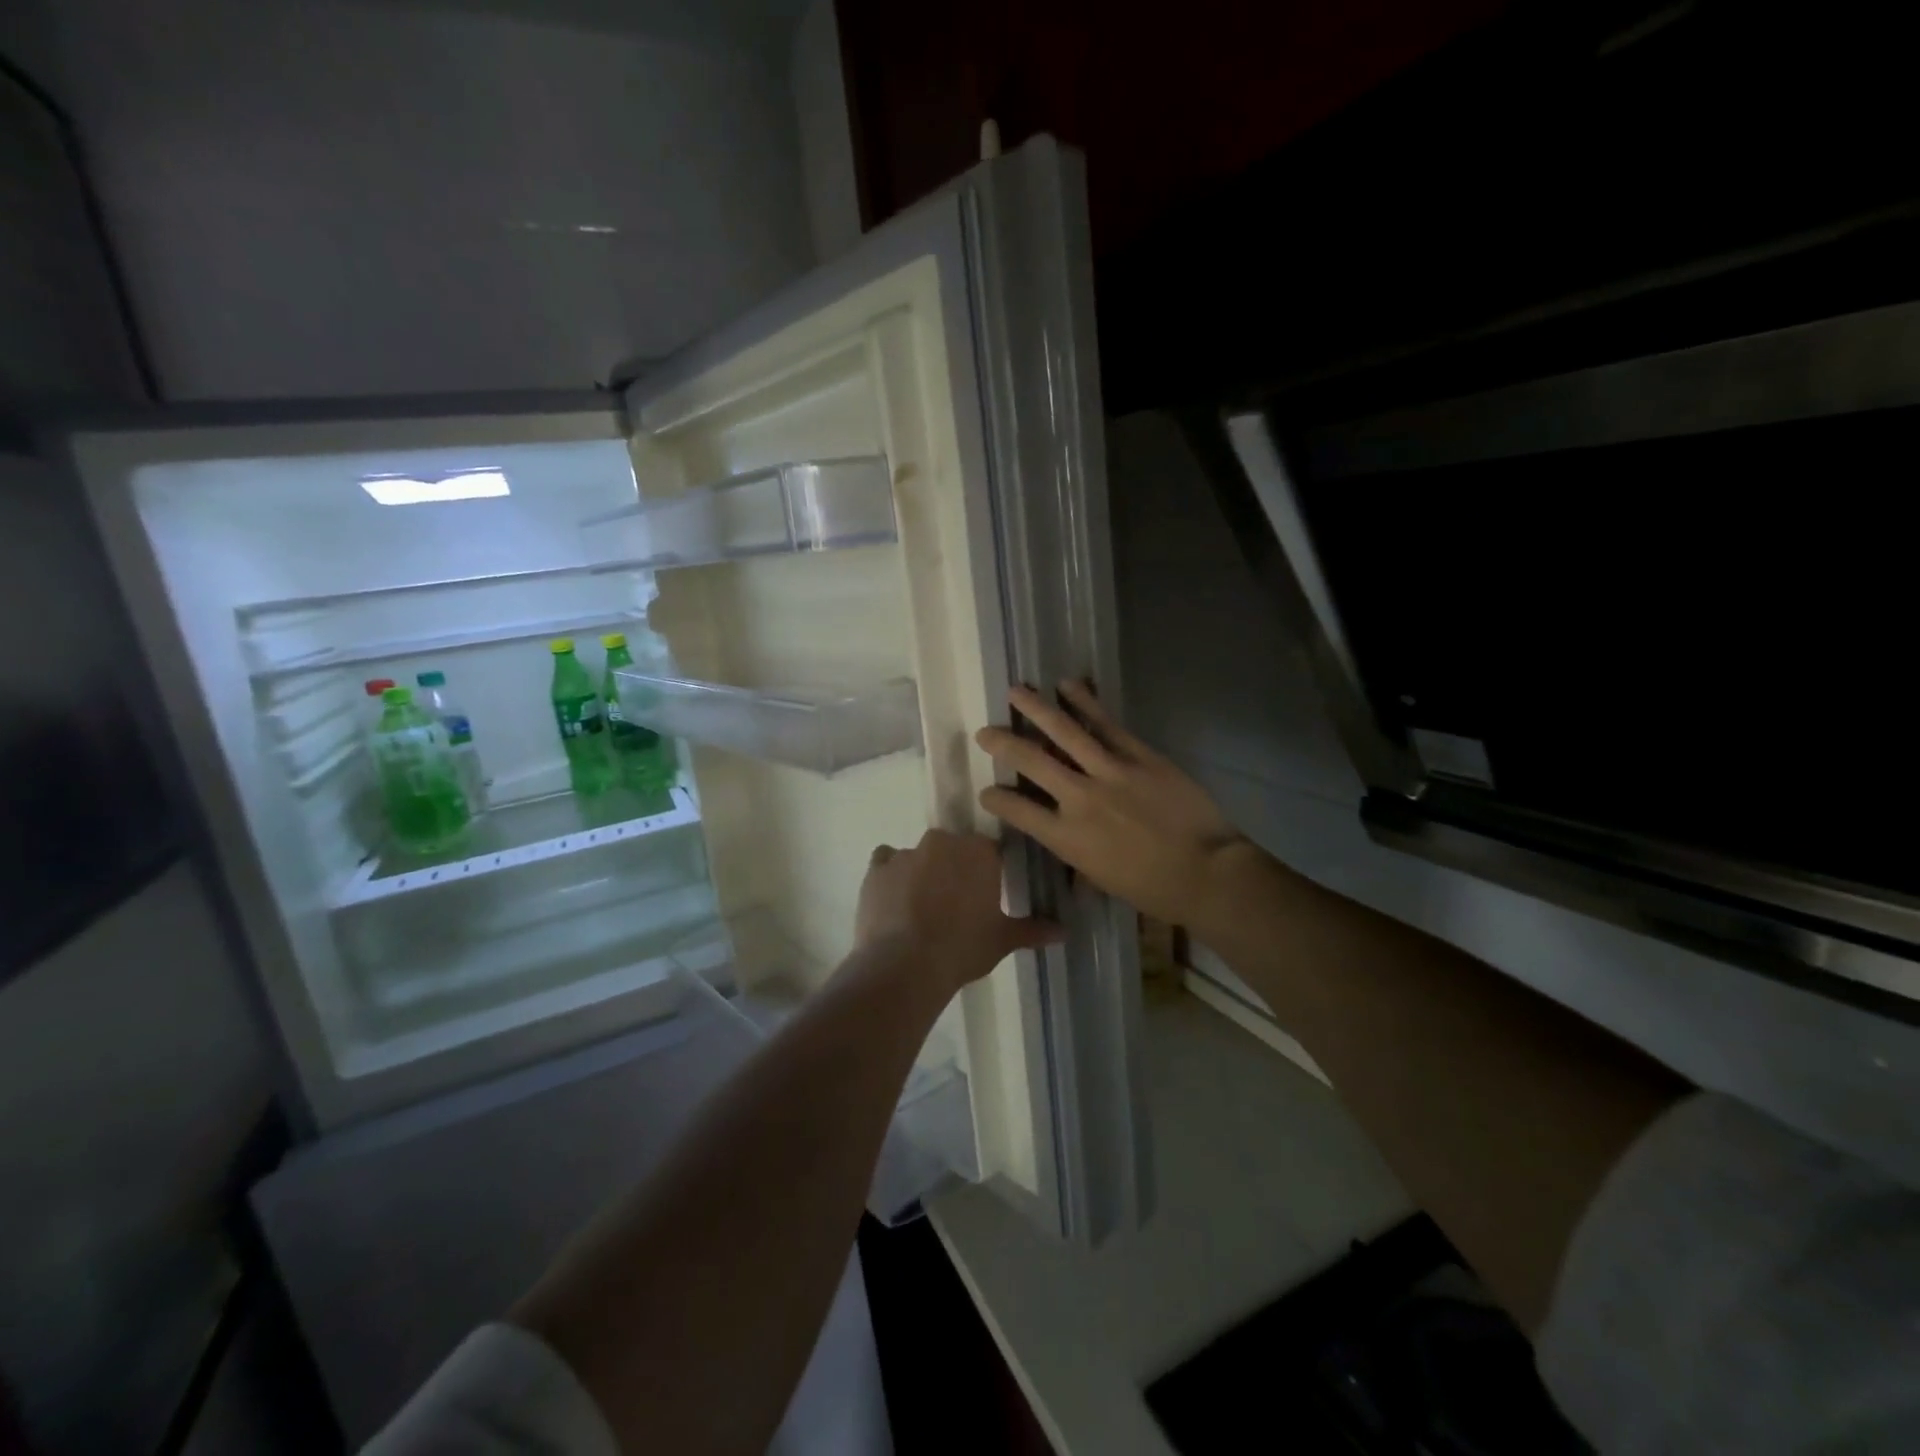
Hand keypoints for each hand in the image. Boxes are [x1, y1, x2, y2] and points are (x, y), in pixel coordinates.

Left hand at [855, 829, 1061, 992]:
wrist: (906, 964)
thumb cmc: (963, 948)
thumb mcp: (1002, 941)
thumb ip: (1033, 930)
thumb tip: (1064, 931)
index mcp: (979, 852)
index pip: (988, 852)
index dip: (986, 873)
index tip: (984, 896)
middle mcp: (943, 842)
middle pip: (952, 849)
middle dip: (953, 869)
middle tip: (955, 904)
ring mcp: (907, 852)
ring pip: (919, 856)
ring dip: (922, 873)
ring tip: (920, 910)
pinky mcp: (877, 867)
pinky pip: (885, 861)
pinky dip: (889, 875)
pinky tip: (892, 900)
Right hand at [975, 682, 1258, 930]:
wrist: (1206, 872)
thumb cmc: (1152, 888)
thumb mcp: (1101, 876)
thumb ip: (1076, 851)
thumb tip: (1068, 838)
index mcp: (1066, 837)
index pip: (1017, 810)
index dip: (996, 798)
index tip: (987, 791)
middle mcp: (1079, 799)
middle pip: (1030, 761)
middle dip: (1002, 743)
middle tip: (985, 732)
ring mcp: (1110, 771)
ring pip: (1064, 732)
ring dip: (1036, 709)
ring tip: (1016, 691)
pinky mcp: (1139, 755)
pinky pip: (1106, 724)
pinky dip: (1085, 702)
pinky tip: (1069, 685)